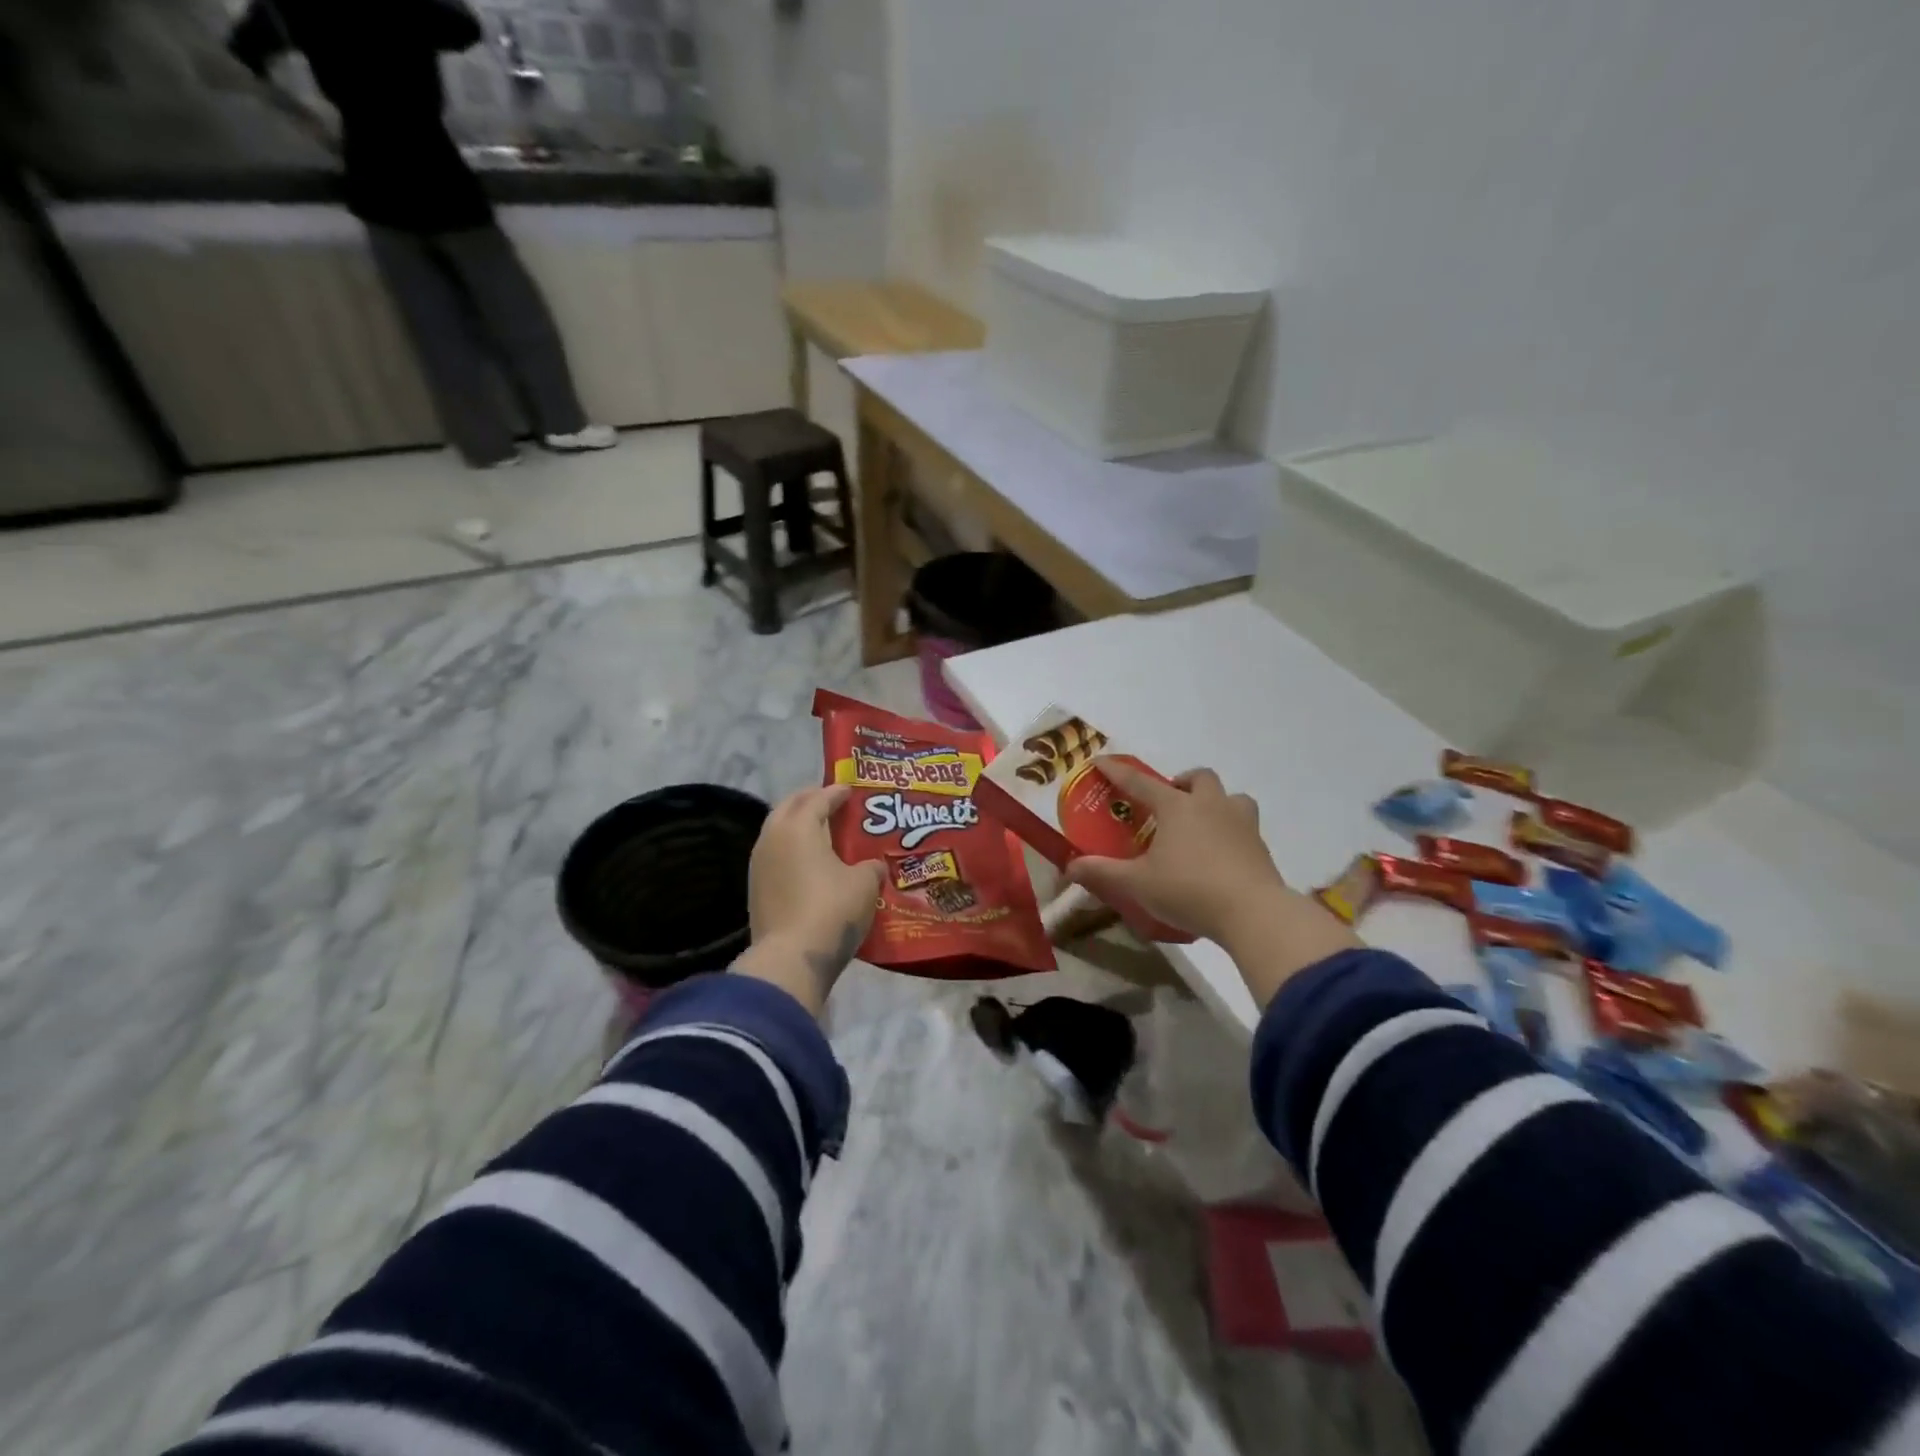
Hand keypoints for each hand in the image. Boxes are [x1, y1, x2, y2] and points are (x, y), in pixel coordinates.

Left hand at [735, 785, 883, 1013]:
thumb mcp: (864, 884)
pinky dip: (791, 850)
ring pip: (778, 831)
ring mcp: (759, 864)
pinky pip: (775, 856)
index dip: (836, 792)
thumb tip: (874, 866)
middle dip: (810, 801)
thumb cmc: (831, 909)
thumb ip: (871, 867)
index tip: (850, 790)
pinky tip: (807, 861)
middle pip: (790, 807)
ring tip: (819, 830)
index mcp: (799, 827)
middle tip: (830, 802)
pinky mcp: (755, 889)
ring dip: (797, 825)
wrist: (791, 958)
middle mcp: (773, 837)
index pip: (818, 798)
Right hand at [1063, 760, 1284, 946]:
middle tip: (1168, 802)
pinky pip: (1245, 825)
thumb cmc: (1189, 890)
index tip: (1100, 761)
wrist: (1253, 912)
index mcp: (1177, 808)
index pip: (1140, 783)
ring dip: (1215, 802)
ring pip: (1231, 797)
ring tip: (1202, 823)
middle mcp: (1210, 806)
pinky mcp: (1260, 846)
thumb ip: (1104, 872)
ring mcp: (1241, 823)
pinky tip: (1222, 852)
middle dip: (1182, 782)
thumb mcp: (1138, 884)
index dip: (1117, 772)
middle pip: (1199, 778)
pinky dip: (1231, 830)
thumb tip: (1070, 866)